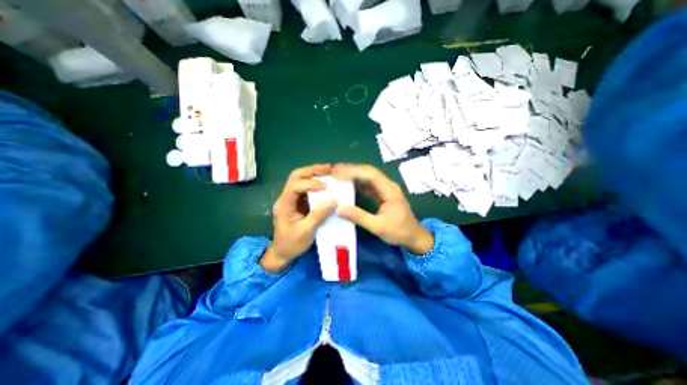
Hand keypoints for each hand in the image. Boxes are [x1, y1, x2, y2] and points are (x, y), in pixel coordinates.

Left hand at [261, 164, 337, 271]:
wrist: (282, 252)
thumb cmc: (291, 244)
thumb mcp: (305, 232)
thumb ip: (319, 215)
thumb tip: (334, 201)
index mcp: (284, 204)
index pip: (295, 186)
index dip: (311, 184)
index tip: (326, 187)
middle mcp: (286, 198)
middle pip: (296, 176)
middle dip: (312, 171)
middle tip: (329, 168)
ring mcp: (292, 199)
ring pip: (300, 179)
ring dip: (315, 174)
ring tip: (330, 171)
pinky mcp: (298, 202)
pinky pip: (307, 188)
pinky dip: (316, 182)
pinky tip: (327, 182)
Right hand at [329, 162, 430, 255]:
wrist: (414, 237)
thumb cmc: (399, 232)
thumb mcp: (378, 227)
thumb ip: (359, 217)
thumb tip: (339, 208)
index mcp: (390, 190)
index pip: (371, 175)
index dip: (353, 171)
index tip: (337, 173)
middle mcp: (387, 186)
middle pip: (369, 172)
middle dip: (351, 169)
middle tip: (333, 170)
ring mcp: (385, 189)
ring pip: (367, 176)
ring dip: (353, 174)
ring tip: (337, 175)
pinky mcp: (381, 194)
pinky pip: (367, 185)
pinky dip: (356, 183)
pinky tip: (346, 184)